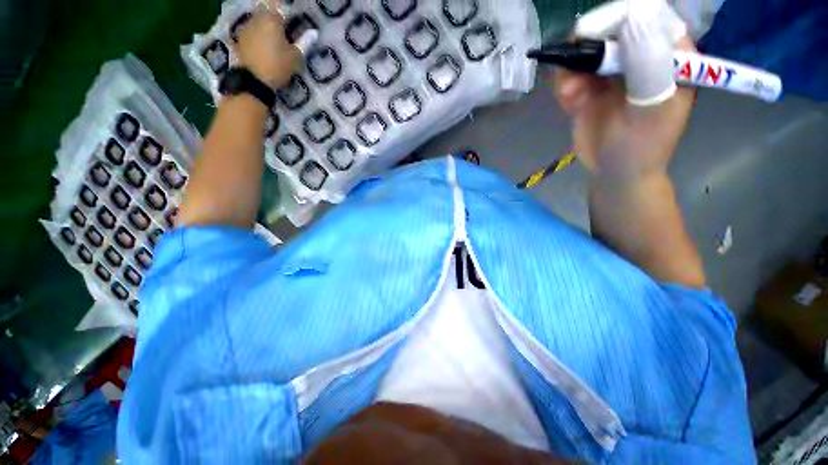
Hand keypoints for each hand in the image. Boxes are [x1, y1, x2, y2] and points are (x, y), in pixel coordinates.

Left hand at [236, 6, 301, 86]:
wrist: (253, 81)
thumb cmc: (278, 66)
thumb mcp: (296, 57)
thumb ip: (305, 43)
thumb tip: (314, 32)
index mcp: (272, 19)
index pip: (281, 7)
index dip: (289, 11)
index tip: (295, 19)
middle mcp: (257, 18)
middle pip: (268, 10)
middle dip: (276, 17)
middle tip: (286, 28)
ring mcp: (247, 28)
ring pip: (259, 20)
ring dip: (267, 25)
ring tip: (276, 37)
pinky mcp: (241, 38)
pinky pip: (252, 30)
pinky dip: (260, 34)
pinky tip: (265, 45)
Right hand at [553, 0, 695, 180]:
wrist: (616, 172)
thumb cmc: (644, 145)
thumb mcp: (653, 106)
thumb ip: (647, 64)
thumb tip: (632, 17)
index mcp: (668, 52)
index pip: (646, 14)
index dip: (618, 19)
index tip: (594, 41)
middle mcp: (639, 54)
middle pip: (609, 27)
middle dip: (588, 48)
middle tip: (577, 78)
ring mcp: (610, 72)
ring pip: (583, 51)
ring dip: (571, 70)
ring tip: (570, 96)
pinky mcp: (587, 88)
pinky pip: (569, 74)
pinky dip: (563, 85)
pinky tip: (568, 103)